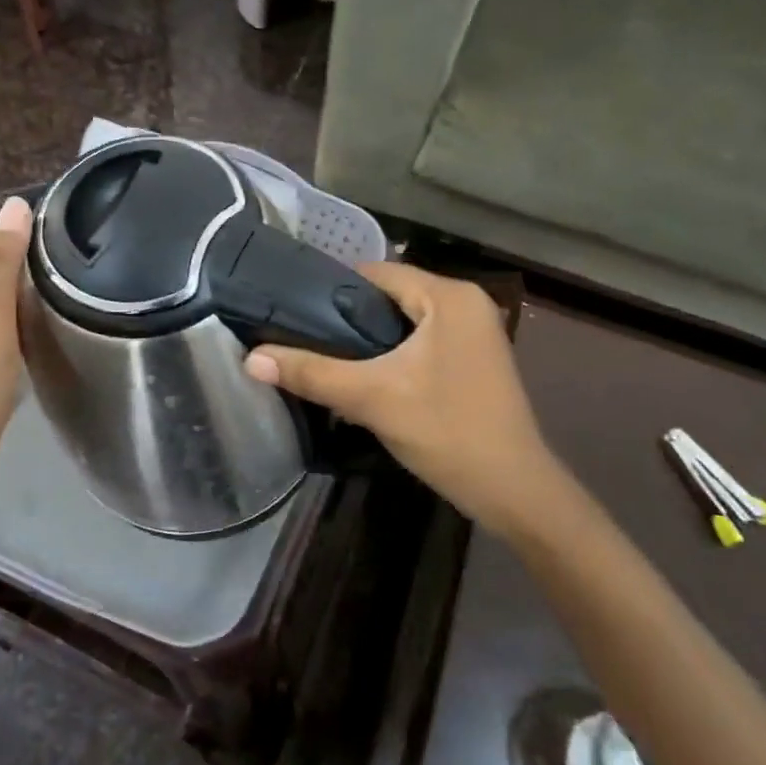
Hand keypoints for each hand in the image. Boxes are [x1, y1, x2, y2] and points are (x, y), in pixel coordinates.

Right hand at [243, 264, 564, 540]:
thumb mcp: (372, 398)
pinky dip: (395, 355)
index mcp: (450, 295)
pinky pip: (424, 342)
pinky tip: (367, 379)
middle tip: (305, 340)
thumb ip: (312, 373)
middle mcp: (467, 303)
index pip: (378, 272)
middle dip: (350, 319)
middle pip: (392, 297)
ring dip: (371, 341)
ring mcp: (476, 332)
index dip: (332, 289)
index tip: (294, 311)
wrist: (514, 492)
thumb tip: (251, 358)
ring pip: (406, 323)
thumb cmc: (447, 431)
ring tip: (327, 360)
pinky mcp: (476, 360)